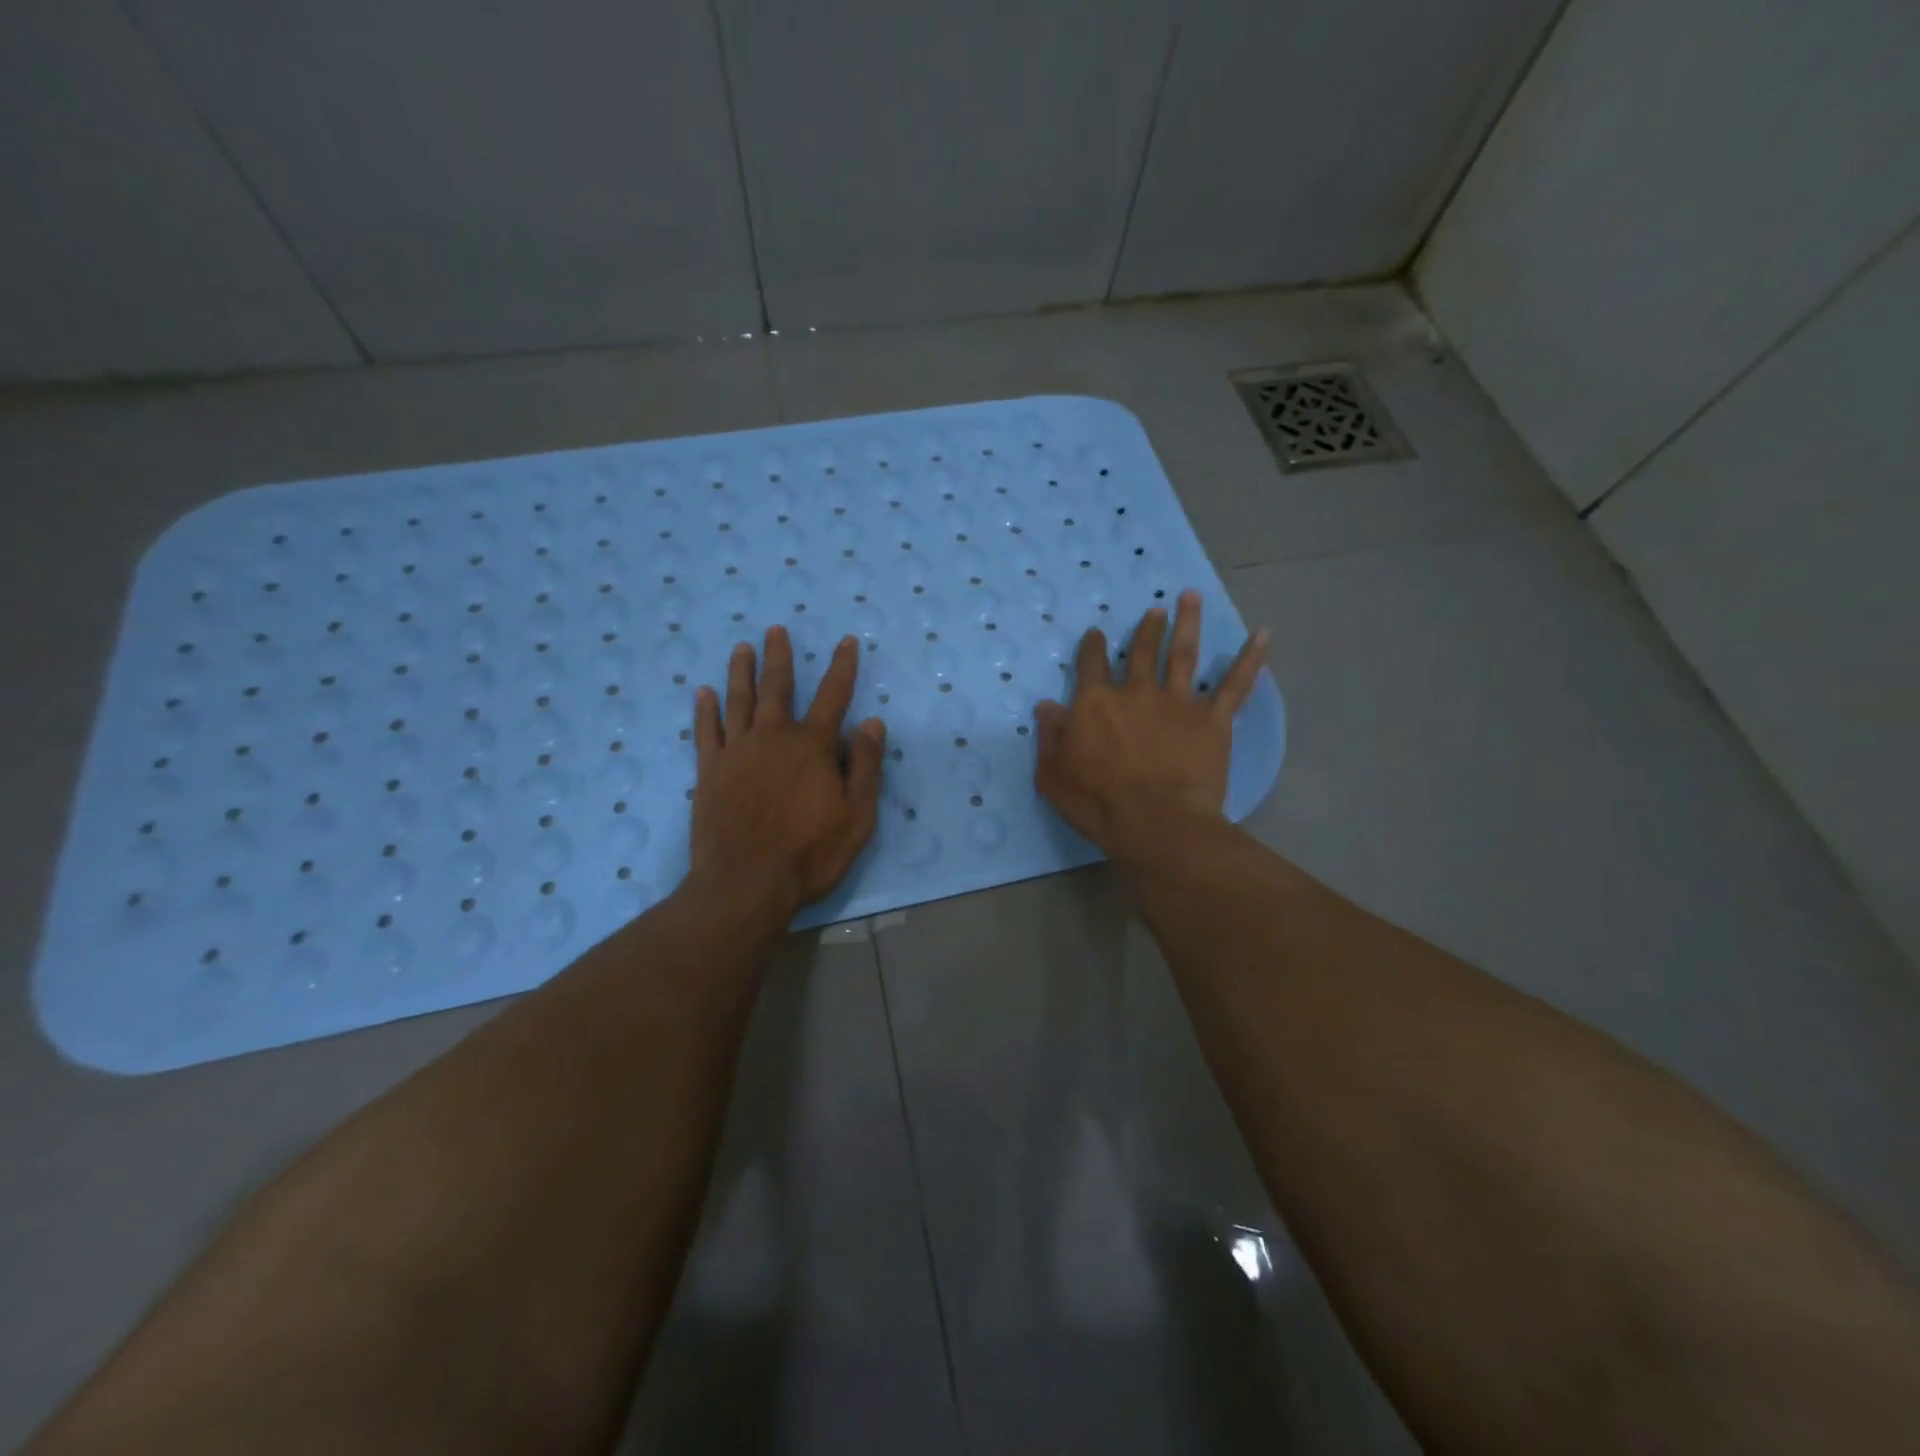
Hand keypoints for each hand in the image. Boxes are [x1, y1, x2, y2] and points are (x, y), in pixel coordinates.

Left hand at [689, 627, 885, 914]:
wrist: (746, 884)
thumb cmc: (810, 853)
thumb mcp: (857, 815)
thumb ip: (866, 766)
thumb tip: (872, 722)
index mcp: (812, 746)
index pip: (834, 696)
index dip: (842, 667)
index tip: (847, 641)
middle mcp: (772, 738)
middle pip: (778, 688)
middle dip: (780, 658)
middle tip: (775, 630)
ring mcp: (736, 753)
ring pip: (738, 701)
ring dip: (741, 672)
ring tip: (742, 648)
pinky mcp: (708, 773)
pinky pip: (706, 732)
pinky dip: (705, 711)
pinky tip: (703, 693)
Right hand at [1034, 589, 1267, 862]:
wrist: (1156, 822)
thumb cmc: (1097, 803)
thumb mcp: (1053, 774)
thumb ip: (1050, 736)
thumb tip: (1046, 706)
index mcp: (1095, 703)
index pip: (1091, 665)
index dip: (1092, 647)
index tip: (1096, 634)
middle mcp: (1136, 692)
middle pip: (1141, 651)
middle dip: (1147, 629)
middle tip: (1156, 611)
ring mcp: (1177, 702)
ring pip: (1183, 654)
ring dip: (1188, 624)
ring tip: (1192, 598)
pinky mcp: (1212, 720)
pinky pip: (1236, 685)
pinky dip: (1251, 659)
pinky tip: (1264, 635)